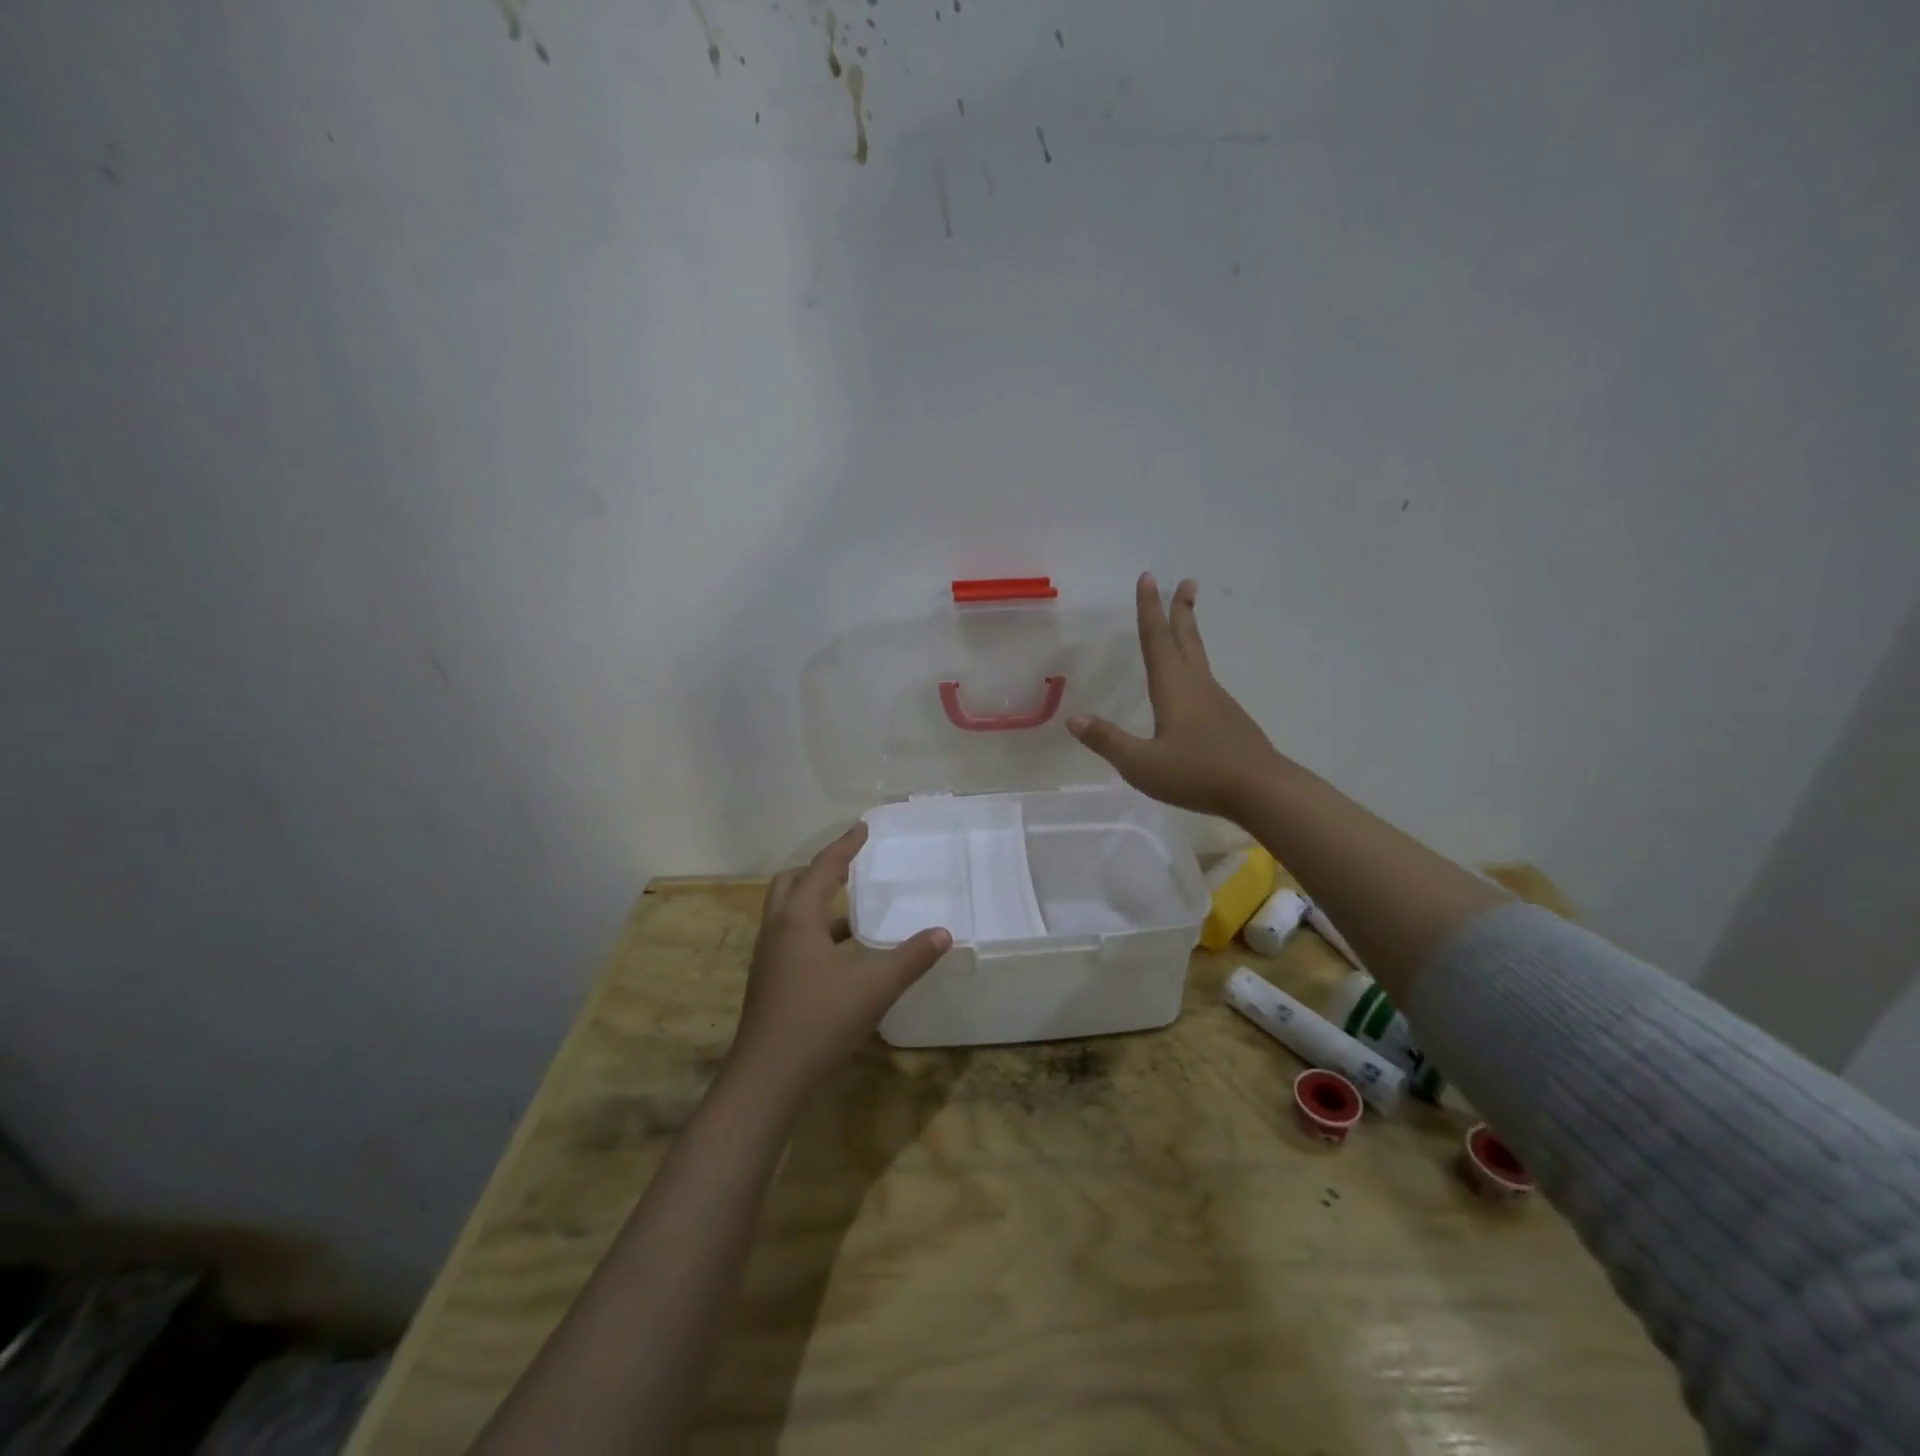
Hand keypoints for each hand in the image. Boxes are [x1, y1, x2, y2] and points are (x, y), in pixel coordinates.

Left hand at [727, 824, 951, 1096]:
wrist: (767, 1078)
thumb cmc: (820, 1021)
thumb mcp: (875, 987)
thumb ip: (911, 958)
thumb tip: (943, 933)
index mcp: (798, 918)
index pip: (822, 867)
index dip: (845, 846)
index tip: (862, 828)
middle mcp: (777, 929)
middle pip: (792, 882)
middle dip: (819, 868)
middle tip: (849, 865)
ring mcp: (768, 957)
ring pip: (788, 912)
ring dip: (815, 901)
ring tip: (852, 909)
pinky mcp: (768, 981)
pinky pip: (790, 937)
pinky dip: (813, 930)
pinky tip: (840, 954)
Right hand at [1068, 573, 1288, 821]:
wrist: (1262, 790)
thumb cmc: (1198, 773)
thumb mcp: (1142, 765)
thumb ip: (1108, 741)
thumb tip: (1073, 718)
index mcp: (1174, 688)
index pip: (1157, 639)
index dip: (1149, 608)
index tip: (1148, 577)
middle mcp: (1197, 685)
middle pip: (1186, 639)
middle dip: (1181, 609)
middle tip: (1186, 581)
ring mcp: (1217, 701)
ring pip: (1198, 657)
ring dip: (1190, 633)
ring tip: (1185, 621)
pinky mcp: (1228, 718)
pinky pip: (1205, 680)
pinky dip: (1194, 665)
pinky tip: (1192, 683)